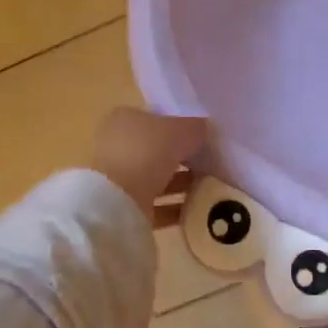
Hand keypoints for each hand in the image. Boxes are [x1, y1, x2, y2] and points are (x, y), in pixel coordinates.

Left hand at [93, 109, 208, 225]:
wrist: (120, 201)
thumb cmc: (148, 152)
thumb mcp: (183, 130)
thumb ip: (197, 127)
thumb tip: (206, 130)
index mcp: (124, 119)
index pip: (158, 119)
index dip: (182, 128)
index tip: (204, 140)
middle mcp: (117, 146)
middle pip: (158, 150)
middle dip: (184, 159)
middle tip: (211, 165)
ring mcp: (117, 178)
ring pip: (157, 178)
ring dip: (182, 184)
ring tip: (209, 188)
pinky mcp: (123, 206)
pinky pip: (156, 204)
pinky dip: (175, 207)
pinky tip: (197, 209)